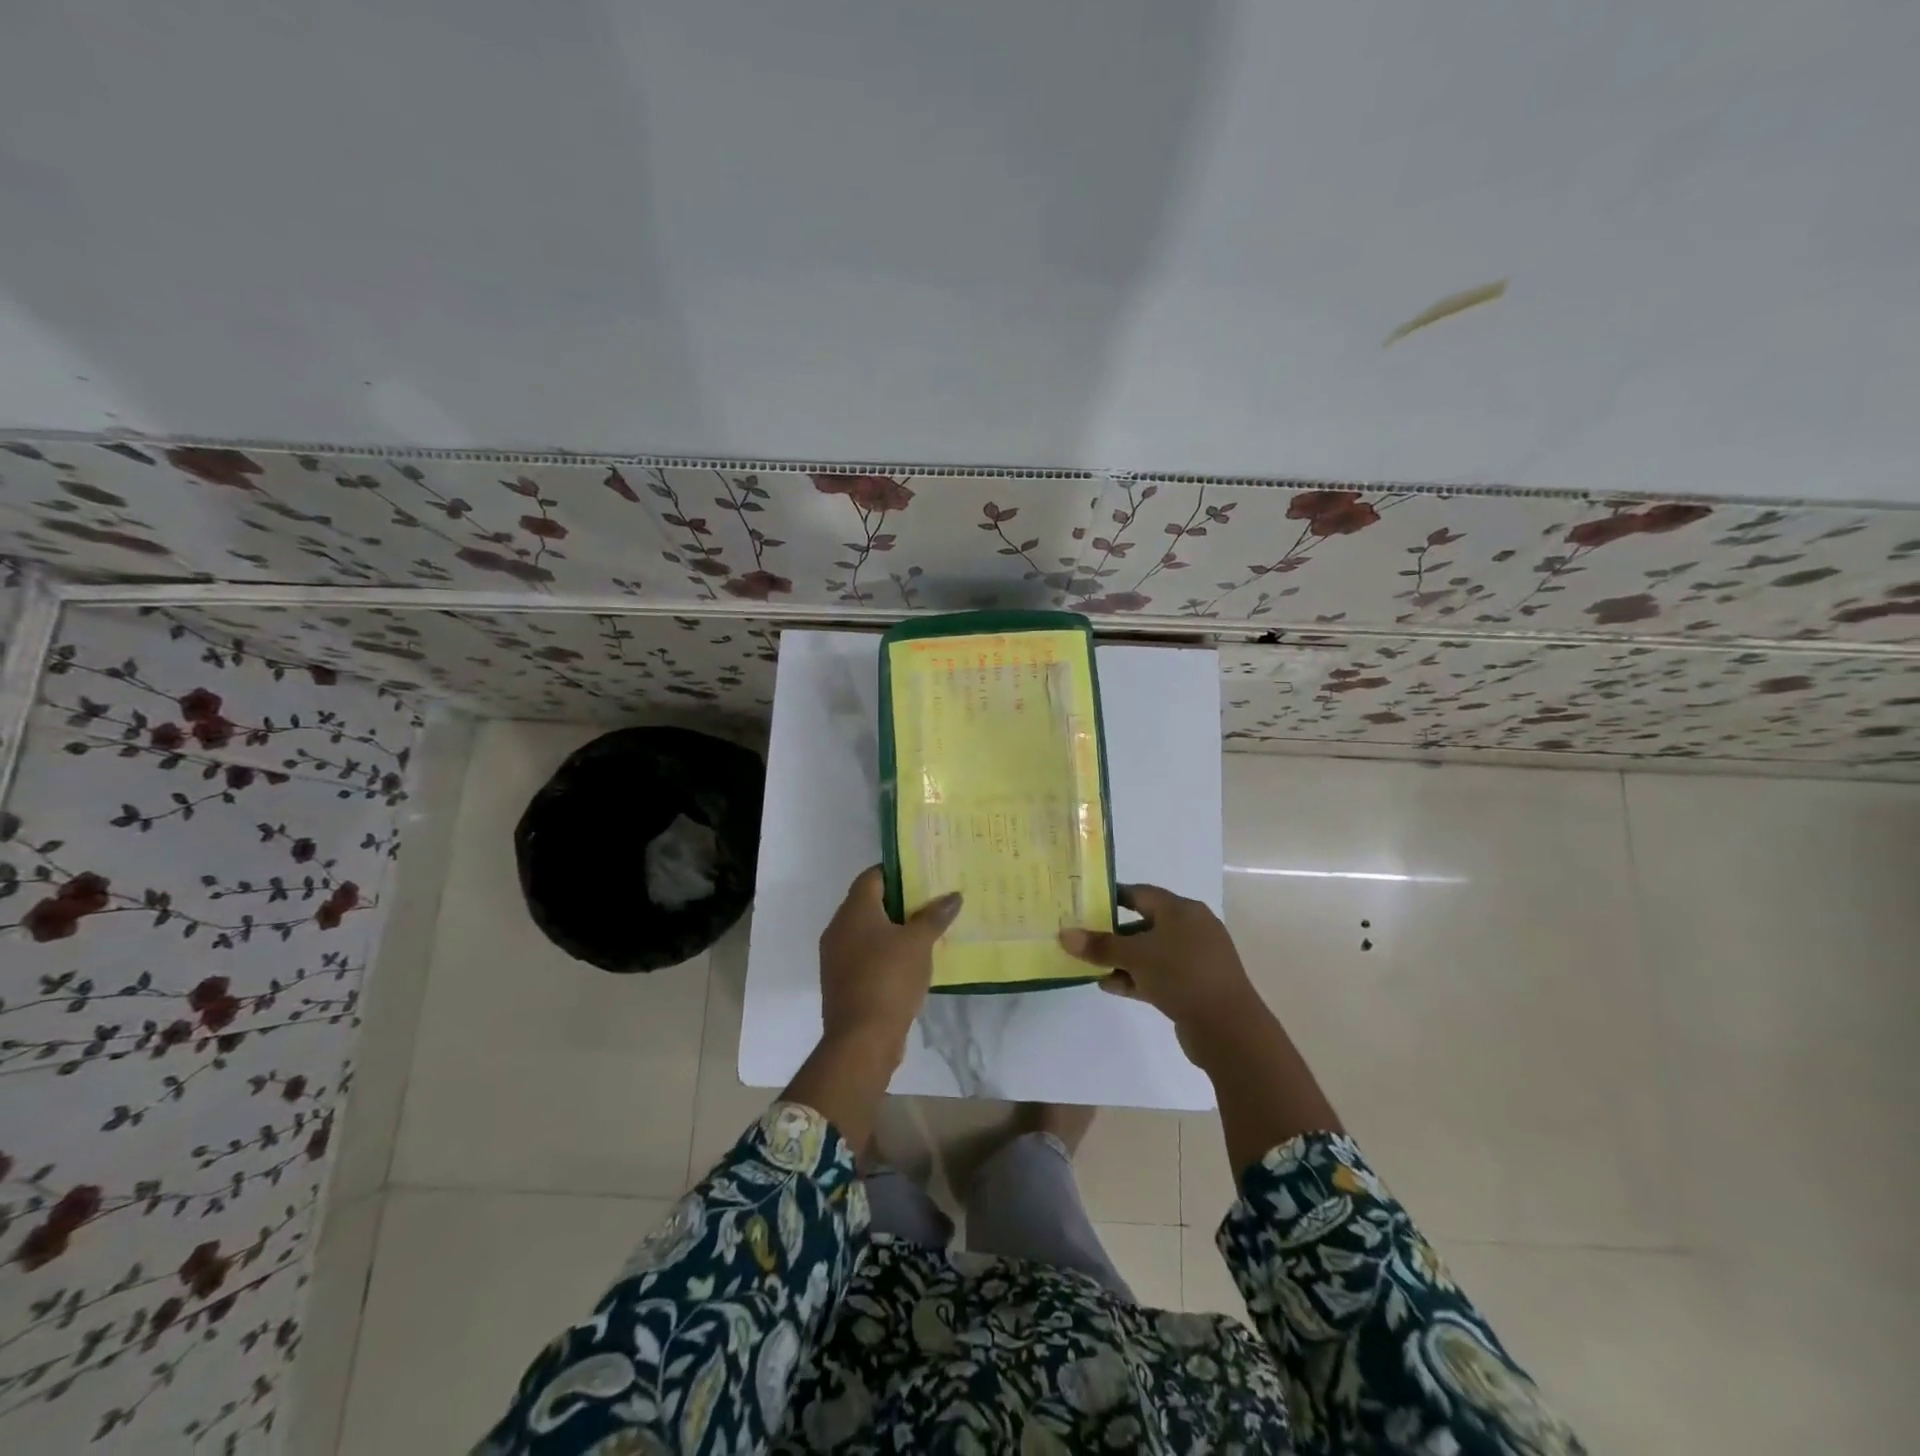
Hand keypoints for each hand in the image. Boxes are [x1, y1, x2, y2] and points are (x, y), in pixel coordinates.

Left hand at [818, 866, 961, 1058]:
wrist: (861, 1039)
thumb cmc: (889, 979)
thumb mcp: (919, 943)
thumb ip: (935, 916)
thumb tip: (953, 895)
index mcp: (854, 911)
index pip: (872, 876)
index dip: (897, 871)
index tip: (922, 874)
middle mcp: (838, 928)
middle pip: (869, 903)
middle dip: (899, 901)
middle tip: (931, 901)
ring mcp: (836, 957)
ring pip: (867, 931)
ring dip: (893, 930)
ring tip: (926, 931)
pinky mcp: (842, 981)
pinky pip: (865, 956)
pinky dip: (885, 953)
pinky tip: (910, 962)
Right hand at [1059, 884, 1258, 1055]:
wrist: (1228, 1028)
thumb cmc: (1182, 975)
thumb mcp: (1135, 956)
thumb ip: (1099, 945)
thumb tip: (1064, 935)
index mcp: (1182, 910)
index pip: (1141, 893)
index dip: (1113, 896)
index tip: (1086, 903)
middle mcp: (1192, 928)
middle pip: (1145, 923)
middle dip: (1114, 933)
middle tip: (1084, 937)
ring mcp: (1195, 959)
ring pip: (1151, 952)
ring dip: (1122, 959)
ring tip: (1091, 967)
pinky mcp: (1195, 986)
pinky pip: (1159, 975)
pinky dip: (1136, 978)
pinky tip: (1110, 986)